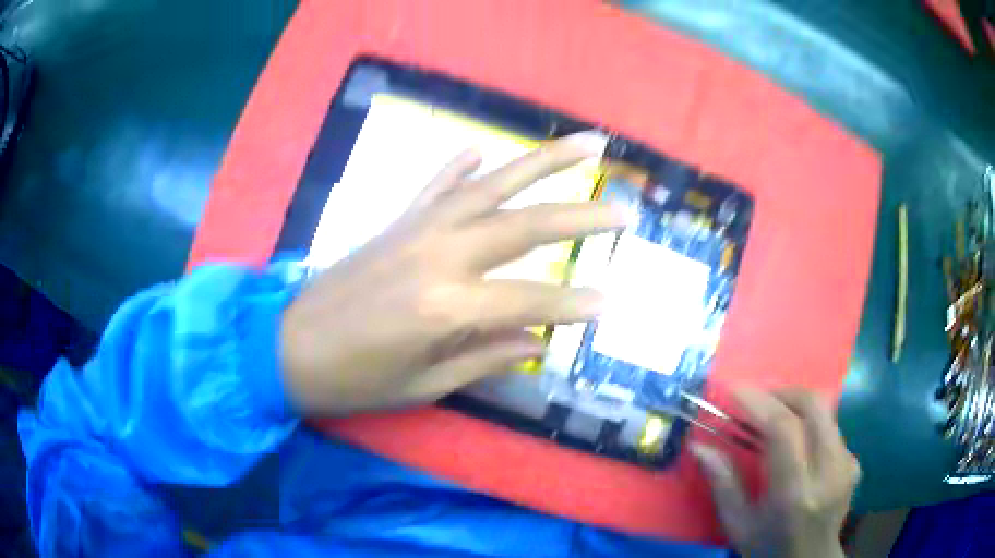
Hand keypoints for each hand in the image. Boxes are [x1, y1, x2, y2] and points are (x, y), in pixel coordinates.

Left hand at [281, 132, 622, 414]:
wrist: (287, 346)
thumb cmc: (353, 379)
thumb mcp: (423, 385)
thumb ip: (485, 359)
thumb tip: (539, 344)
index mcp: (447, 306)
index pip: (531, 300)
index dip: (573, 305)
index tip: (611, 302)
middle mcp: (440, 254)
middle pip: (525, 226)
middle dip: (581, 216)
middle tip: (624, 210)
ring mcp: (417, 228)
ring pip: (491, 185)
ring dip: (542, 161)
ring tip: (586, 143)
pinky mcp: (397, 221)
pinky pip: (436, 185)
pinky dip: (459, 165)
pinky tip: (481, 148)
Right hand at [692, 389, 859, 557]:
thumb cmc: (768, 548)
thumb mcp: (738, 525)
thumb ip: (723, 484)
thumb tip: (700, 446)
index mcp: (794, 493)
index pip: (784, 430)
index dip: (759, 402)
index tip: (735, 389)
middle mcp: (827, 472)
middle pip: (814, 406)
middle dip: (783, 392)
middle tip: (758, 397)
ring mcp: (846, 465)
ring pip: (826, 412)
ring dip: (797, 404)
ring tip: (774, 414)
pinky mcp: (854, 462)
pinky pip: (832, 428)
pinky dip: (811, 424)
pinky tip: (797, 442)